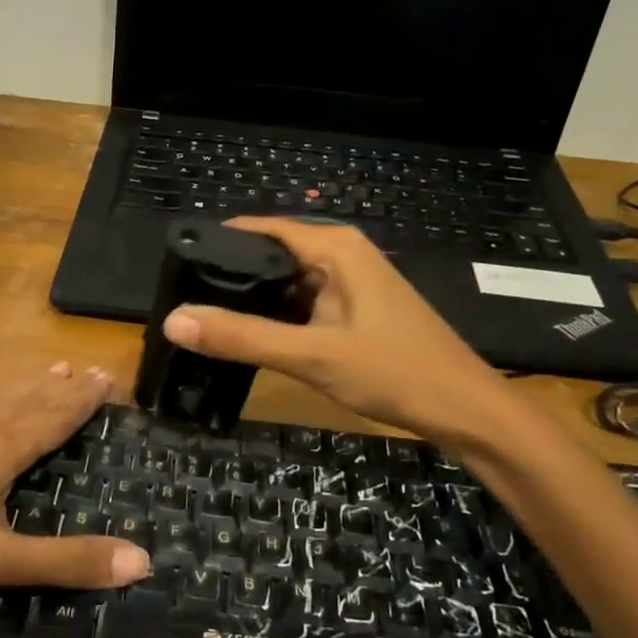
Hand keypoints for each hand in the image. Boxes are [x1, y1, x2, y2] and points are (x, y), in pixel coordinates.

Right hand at [162, 218, 521, 447]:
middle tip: (181, 300)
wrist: (464, 408)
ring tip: (203, 317)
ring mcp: (351, 282)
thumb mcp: (311, 355)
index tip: (175, 266)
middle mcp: (342, 254)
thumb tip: (173, 320)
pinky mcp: (354, 308)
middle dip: (229, 275)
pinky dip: (276, 315)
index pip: (260, 229)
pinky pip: (303, 301)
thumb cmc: (393, 372)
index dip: (218, 243)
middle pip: (271, 254)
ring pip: (286, 281)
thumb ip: (242, 337)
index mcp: (335, 248)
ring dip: (251, 299)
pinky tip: (249, 336)